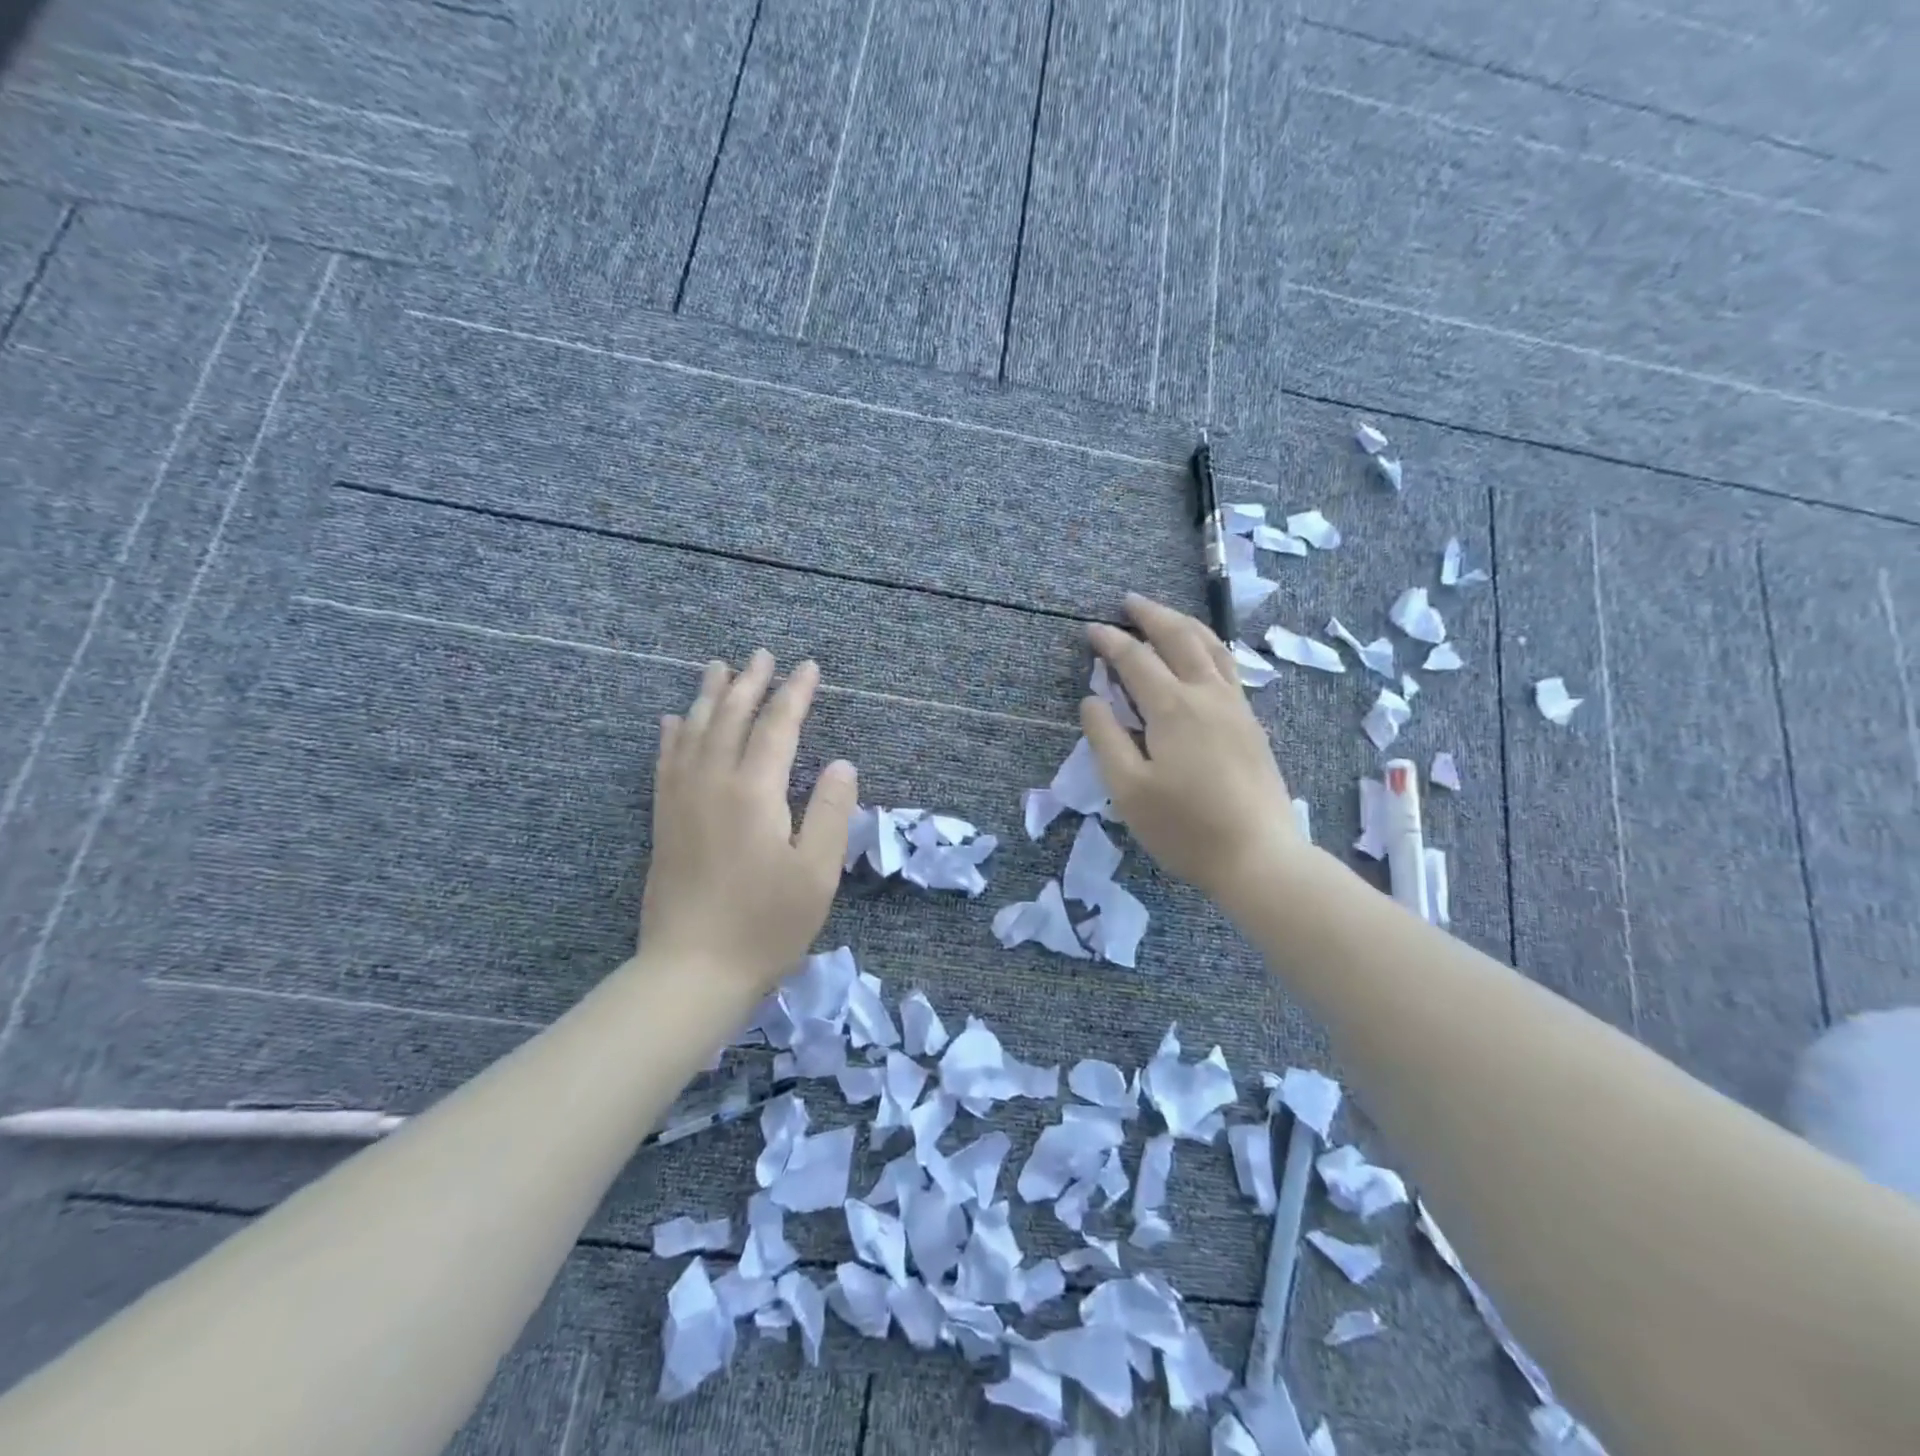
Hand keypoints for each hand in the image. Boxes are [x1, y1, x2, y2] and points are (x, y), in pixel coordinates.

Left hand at [639, 652, 857, 994]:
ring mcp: (681, 800)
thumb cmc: (765, 925)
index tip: (808, 667)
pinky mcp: (664, 821)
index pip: (778, 727)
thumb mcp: (817, 874)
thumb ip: (831, 812)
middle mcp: (713, 783)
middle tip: (762, 654)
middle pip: (732, 718)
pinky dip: (673, 734)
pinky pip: (666, 762)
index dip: (795, 694)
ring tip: (719, 668)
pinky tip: (675, 720)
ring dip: (710, 696)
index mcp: (755, 792)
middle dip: (750, 683)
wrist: (691, 971)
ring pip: (695, 731)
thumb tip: (841, 764)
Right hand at [1081, 594, 1306, 909]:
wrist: (1259, 856)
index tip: (1090, 630)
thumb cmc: (1185, 828)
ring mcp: (1236, 707)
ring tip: (1165, 616)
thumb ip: (1106, 738)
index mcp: (1173, 708)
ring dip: (1184, 624)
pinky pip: (1228, 667)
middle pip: (1180, 638)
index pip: (1135, 660)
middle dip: (1151, 615)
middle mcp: (1207, 695)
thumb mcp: (1128, 789)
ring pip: (1212, 647)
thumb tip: (1091, 699)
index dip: (1110, 642)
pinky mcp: (1251, 724)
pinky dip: (1208, 647)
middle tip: (1128, 602)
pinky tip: (1203, 655)